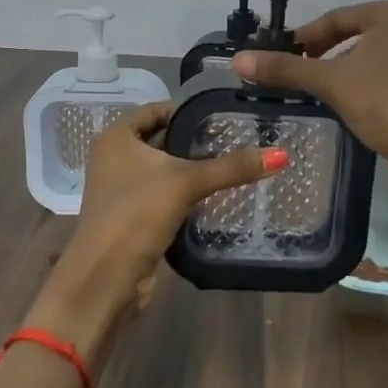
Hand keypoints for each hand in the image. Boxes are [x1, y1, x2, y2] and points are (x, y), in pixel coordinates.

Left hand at [32, 102, 286, 362]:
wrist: (106, 278)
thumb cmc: (137, 214)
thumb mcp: (187, 183)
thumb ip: (232, 167)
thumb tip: (281, 155)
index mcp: (116, 137)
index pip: (156, 109)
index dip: (188, 110)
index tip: (224, 114)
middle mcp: (114, 157)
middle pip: (161, 138)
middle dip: (194, 140)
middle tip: (235, 138)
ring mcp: (121, 188)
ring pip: (163, 168)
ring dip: (191, 168)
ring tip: (232, 163)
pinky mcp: (131, 215)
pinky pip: (163, 193)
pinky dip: (184, 192)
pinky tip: (214, 194)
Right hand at [231, 0, 387, 180]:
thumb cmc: (384, 101)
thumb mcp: (330, 82)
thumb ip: (286, 69)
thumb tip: (237, 60)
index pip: (335, 18)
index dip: (304, 37)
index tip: (279, 57)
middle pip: (350, 35)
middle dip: (320, 54)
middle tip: (293, 74)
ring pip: (365, 56)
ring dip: (338, 70)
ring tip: (313, 90)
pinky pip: (381, 74)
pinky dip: (359, 84)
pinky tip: (344, 104)